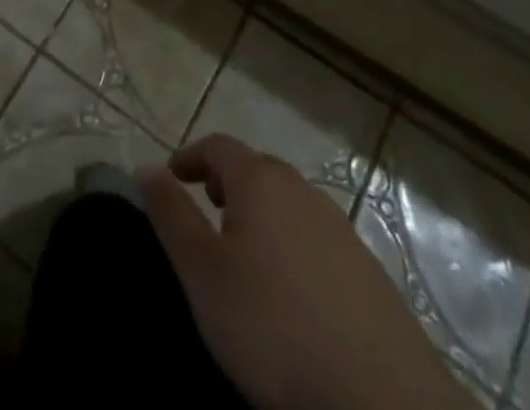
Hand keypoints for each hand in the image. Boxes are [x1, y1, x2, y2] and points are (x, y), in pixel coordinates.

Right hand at [142, 134, 475, 409]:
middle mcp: (302, 191)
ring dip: (262, 215)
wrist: (384, 403)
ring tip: (244, 253)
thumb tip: (145, 166)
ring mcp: (342, 231)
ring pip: (290, 205)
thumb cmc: (274, 328)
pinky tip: (292, 293)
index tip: (171, 176)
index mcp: (261, 181)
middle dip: (227, 183)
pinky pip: (317, 241)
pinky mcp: (370, 274)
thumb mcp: (203, 273)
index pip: (218, 146)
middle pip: (258, 171)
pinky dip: (293, 247)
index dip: (190, 156)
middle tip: (206, 210)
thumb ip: (171, 215)